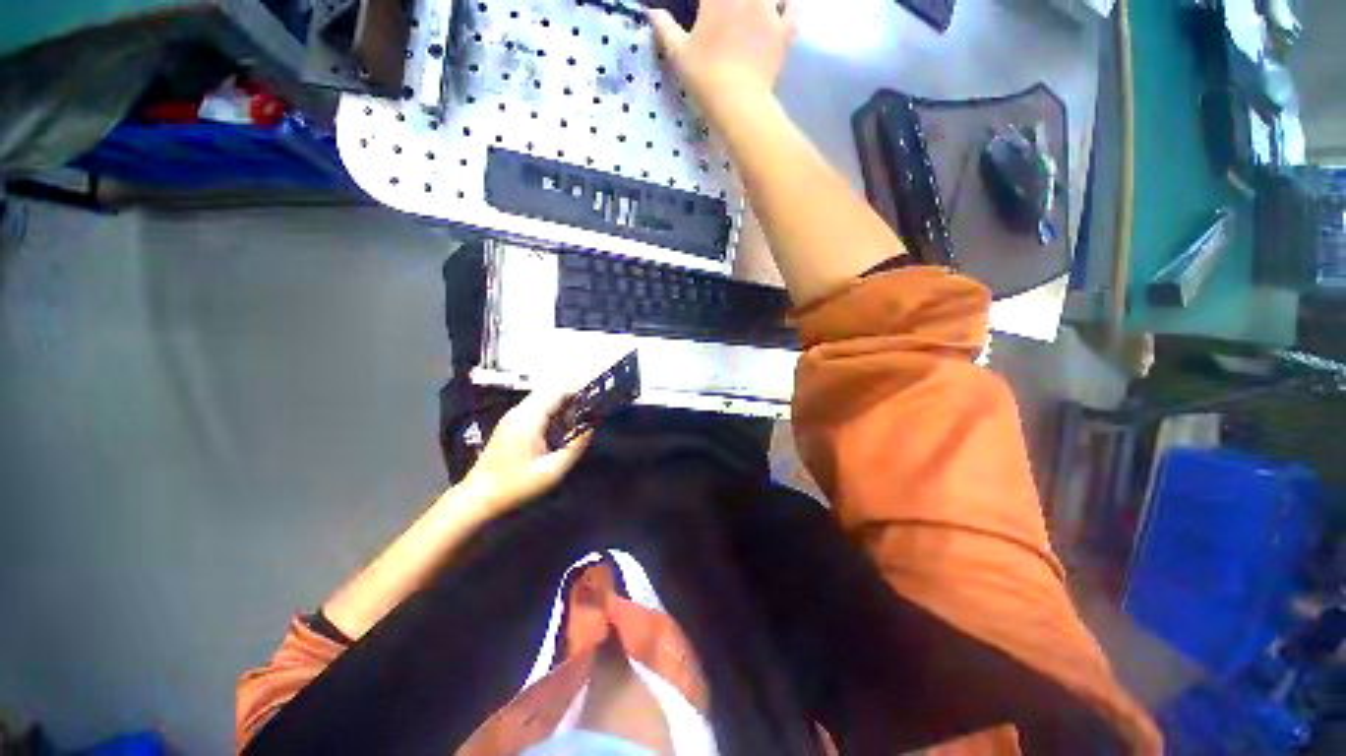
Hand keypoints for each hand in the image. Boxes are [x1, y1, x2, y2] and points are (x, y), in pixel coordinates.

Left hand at [460, 386, 592, 511]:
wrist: (478, 496)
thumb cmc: (516, 485)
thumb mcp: (552, 471)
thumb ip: (575, 448)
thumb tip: (591, 429)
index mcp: (530, 417)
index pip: (558, 390)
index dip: (579, 390)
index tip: (596, 397)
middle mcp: (520, 410)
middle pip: (550, 389)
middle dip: (572, 394)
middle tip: (590, 408)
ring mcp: (513, 415)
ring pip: (543, 397)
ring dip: (562, 402)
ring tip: (579, 416)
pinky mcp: (510, 423)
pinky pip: (535, 406)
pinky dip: (551, 409)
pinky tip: (560, 425)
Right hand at [648, 0, 797, 111]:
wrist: (737, 103)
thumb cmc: (704, 77)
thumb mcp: (678, 54)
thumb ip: (665, 28)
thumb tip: (651, 12)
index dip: (708, 0)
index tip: (705, 5)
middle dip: (733, 2)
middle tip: (729, 10)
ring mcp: (769, 10)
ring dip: (764, 0)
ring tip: (756, 8)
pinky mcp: (784, 30)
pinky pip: (794, 7)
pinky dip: (789, 5)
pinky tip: (782, 9)